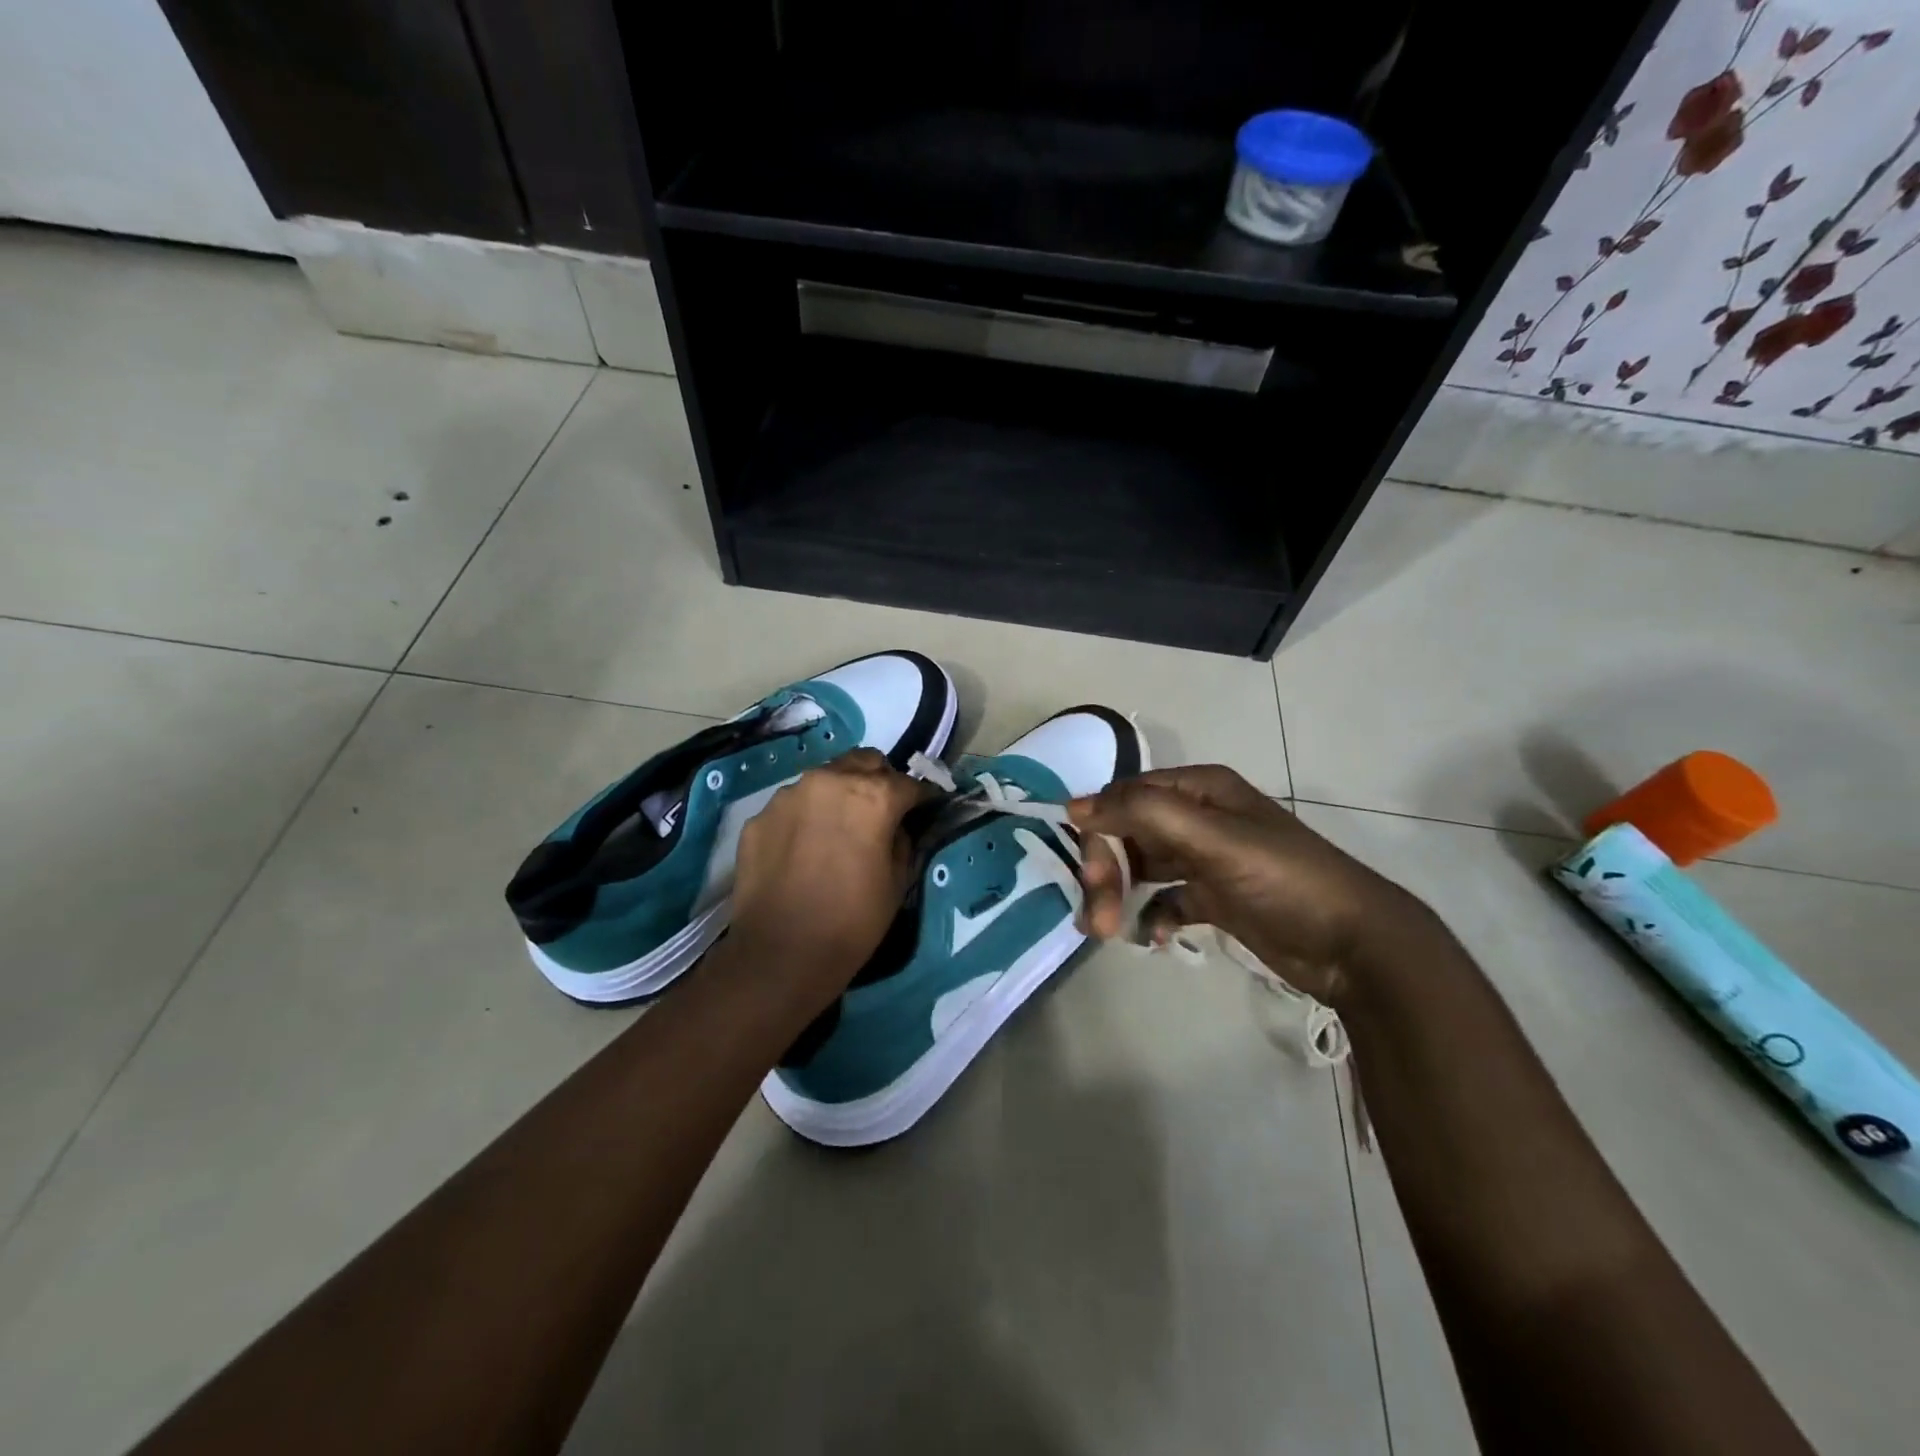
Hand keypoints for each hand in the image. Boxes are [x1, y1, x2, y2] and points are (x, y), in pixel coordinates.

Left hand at [728, 750, 928, 1012]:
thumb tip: (897, 827)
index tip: (927, 807)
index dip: (922, 797)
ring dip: (839, 794)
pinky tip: (805, 849)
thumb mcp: (897, 882)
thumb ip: (902, 840)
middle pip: (864, 762)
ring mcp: (788, 796)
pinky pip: (793, 806)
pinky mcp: (760, 817)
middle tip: (882, 810)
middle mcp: (829, 781)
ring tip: (839, 829)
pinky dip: (806, 817)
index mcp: (872, 796)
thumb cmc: (852, 921)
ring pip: (825, 779)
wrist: (780, 954)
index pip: (909, 783)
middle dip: (879, 779)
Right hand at [1068, 766, 1418, 1003]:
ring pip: (1142, 867)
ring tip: (1109, 932)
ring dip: (1120, 895)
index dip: (1099, 831)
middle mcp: (1198, 817)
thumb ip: (1144, 814)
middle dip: (1108, 872)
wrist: (1353, 944)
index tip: (1089, 875)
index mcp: (1199, 789)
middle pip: (1128, 834)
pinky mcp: (1213, 896)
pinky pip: (1165, 899)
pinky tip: (1153, 937)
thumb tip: (1075, 805)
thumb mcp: (1214, 839)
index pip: (1125, 798)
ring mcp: (1205, 858)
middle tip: (1097, 920)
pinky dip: (1152, 916)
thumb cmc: (1283, 880)